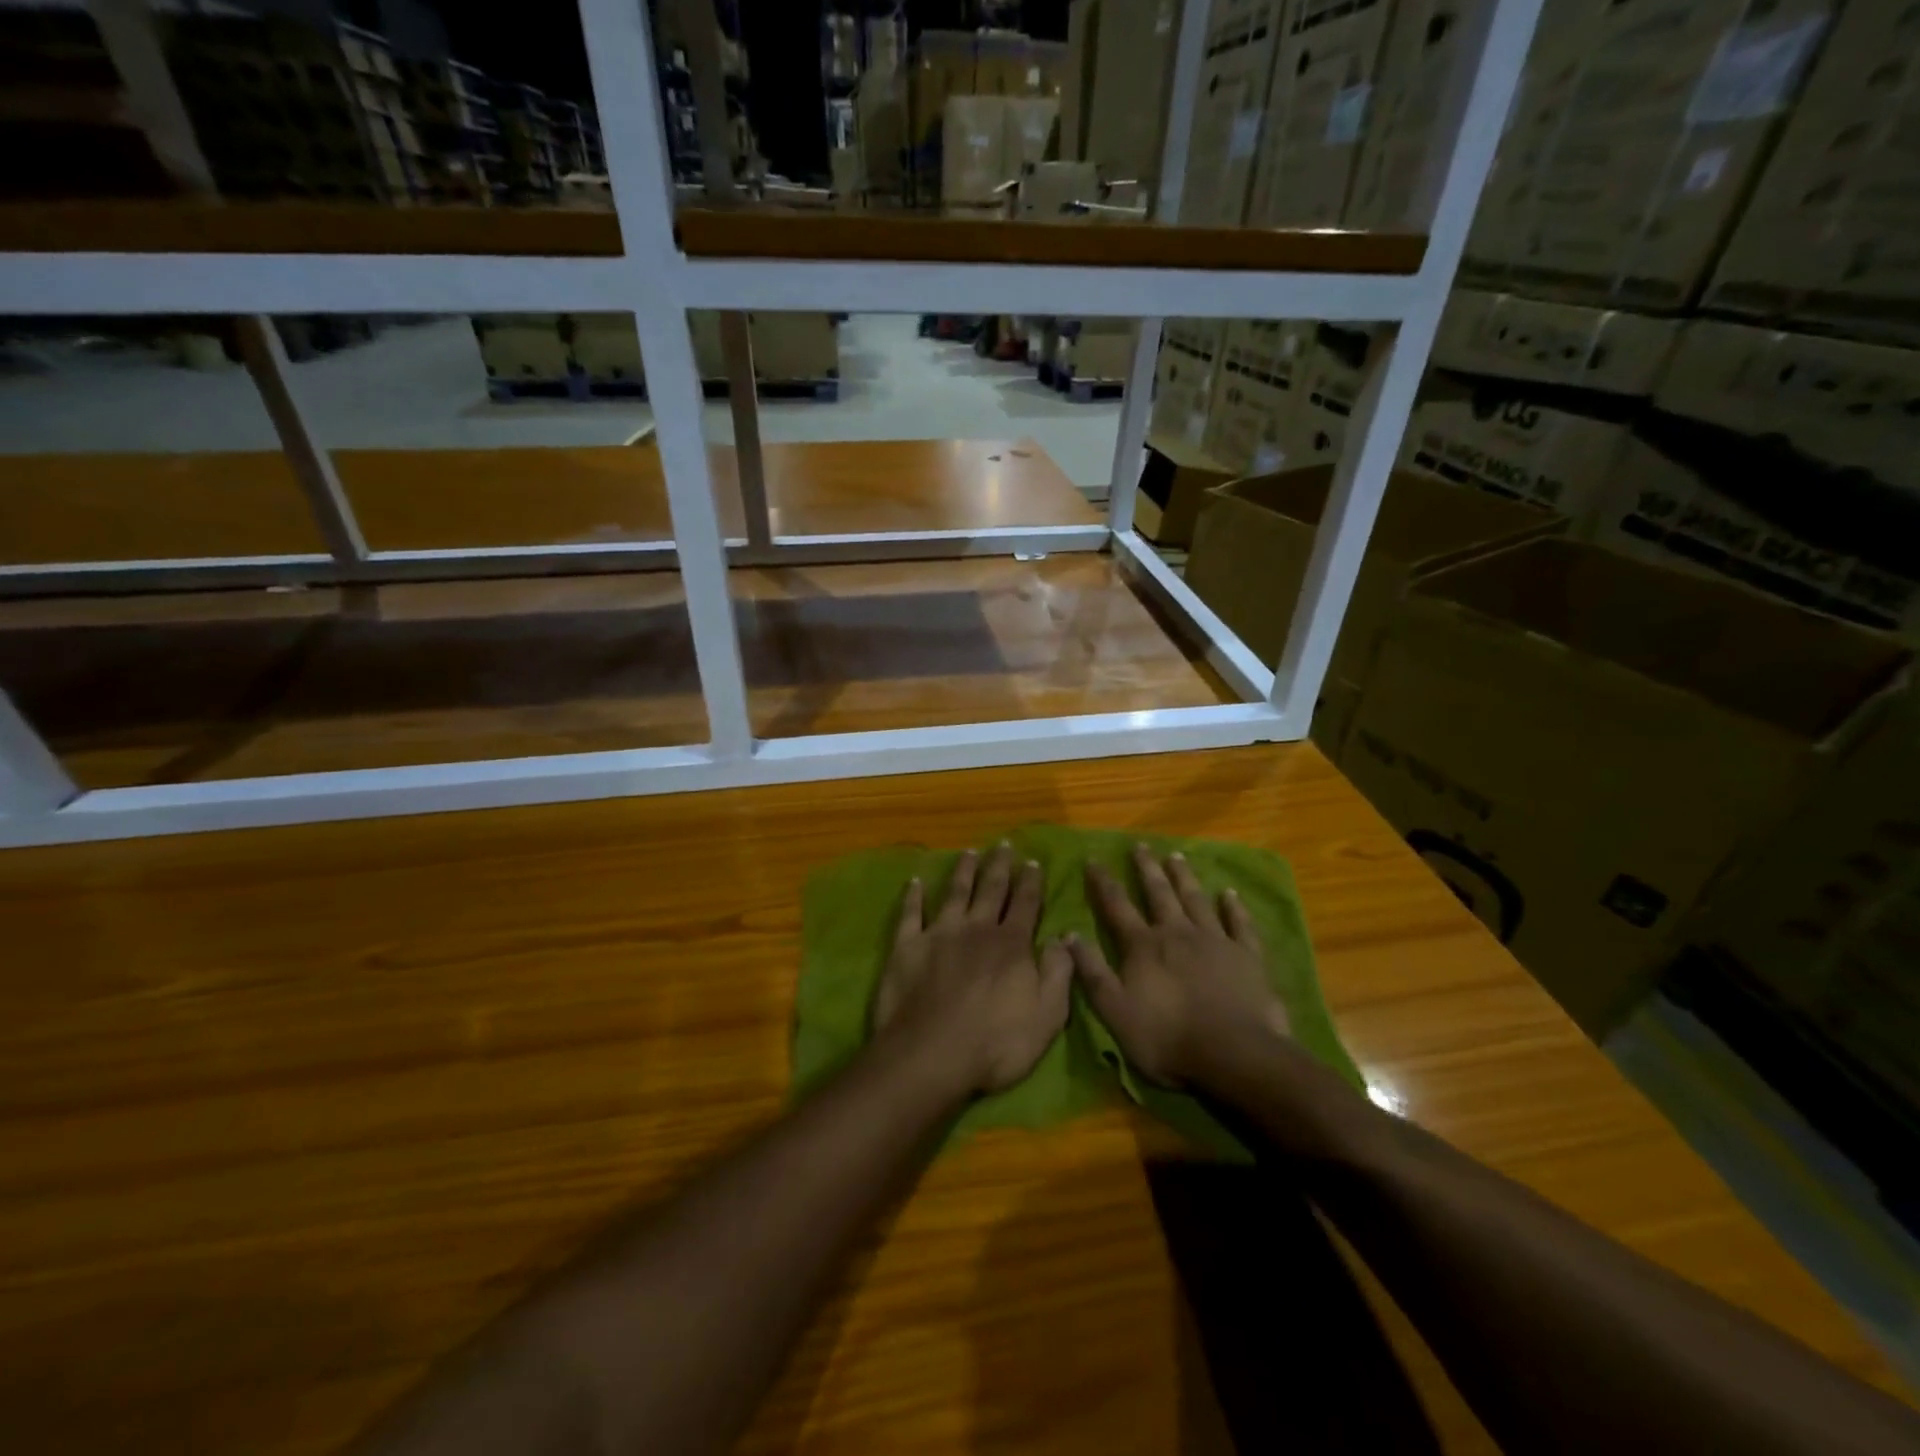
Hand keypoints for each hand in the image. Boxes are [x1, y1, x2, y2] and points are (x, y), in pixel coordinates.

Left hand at [874, 844, 1072, 1095]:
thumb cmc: (996, 1044)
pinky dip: (913, 895)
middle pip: (990, 889)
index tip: (1033, 862)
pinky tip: (915, 881)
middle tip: (1003, 844)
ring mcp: (940, 933)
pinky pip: (911, 913)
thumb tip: (1063, 937)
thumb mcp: (1047, 1016)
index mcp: (1011, 944)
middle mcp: (977, 929)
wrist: (932, 1054)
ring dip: (963, 871)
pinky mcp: (907, 946)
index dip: (1030, 882)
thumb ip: (1058, 973)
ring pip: (954, 893)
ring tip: (968, 852)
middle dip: (999, 866)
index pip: (1025, 904)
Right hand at [1066, 844, 1291, 1088]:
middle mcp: (1177, 933)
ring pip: (1196, 900)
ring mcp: (1215, 941)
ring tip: (1176, 856)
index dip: (1103, 882)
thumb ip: (1092, 971)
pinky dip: (1234, 907)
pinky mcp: (1247, 956)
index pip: (1117, 906)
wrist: (1234, 1055)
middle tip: (1141, 845)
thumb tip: (1068, 934)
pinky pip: (1239, 924)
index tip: (1094, 859)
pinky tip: (1230, 893)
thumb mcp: (1115, 1010)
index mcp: (1143, 946)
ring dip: (1184, 877)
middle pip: (1159, 894)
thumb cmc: (1167, 1038)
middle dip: (1147, 869)